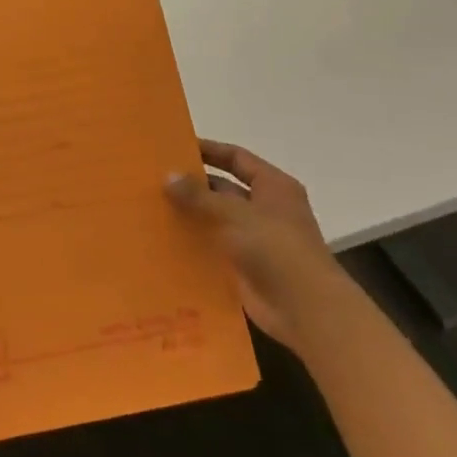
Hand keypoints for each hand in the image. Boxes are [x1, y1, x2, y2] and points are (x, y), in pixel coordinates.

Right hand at [164, 140, 338, 350]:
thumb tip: (168, 175)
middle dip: (193, 185)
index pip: (236, 158)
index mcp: (273, 186)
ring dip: (190, 215)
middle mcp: (265, 208)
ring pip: (216, 219)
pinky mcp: (244, 266)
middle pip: (224, 189)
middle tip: (154, 179)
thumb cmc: (277, 248)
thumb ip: (200, 195)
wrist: (305, 309)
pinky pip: (213, 248)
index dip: (208, 150)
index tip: (175, 146)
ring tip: (151, 207)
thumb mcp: (236, 213)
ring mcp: (255, 239)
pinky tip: (163, 240)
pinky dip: (193, 244)